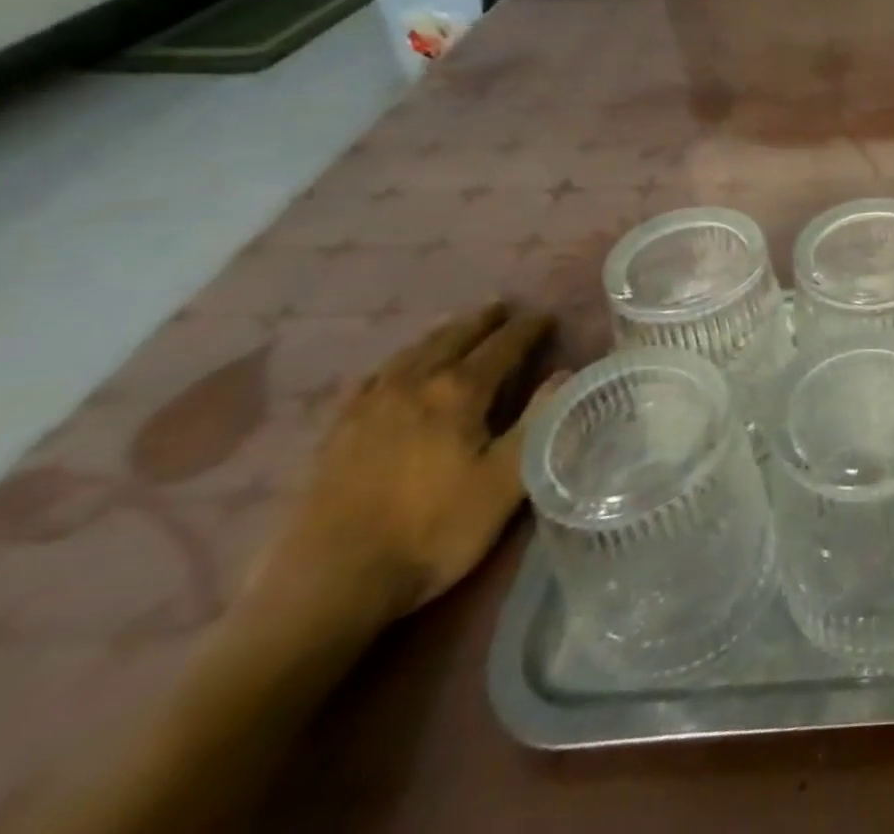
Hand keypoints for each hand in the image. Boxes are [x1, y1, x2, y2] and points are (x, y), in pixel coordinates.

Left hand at [251, 303, 567, 627]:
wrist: (330, 584)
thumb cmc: (434, 531)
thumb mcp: (507, 480)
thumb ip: (540, 421)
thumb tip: (564, 374)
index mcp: (459, 392)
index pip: (503, 345)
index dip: (529, 329)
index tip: (548, 317)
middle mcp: (414, 384)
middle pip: (455, 338)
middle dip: (483, 321)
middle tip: (504, 308)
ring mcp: (369, 406)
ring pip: (413, 351)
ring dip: (442, 333)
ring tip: (458, 326)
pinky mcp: (337, 432)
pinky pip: (373, 378)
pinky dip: (397, 361)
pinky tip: (396, 368)